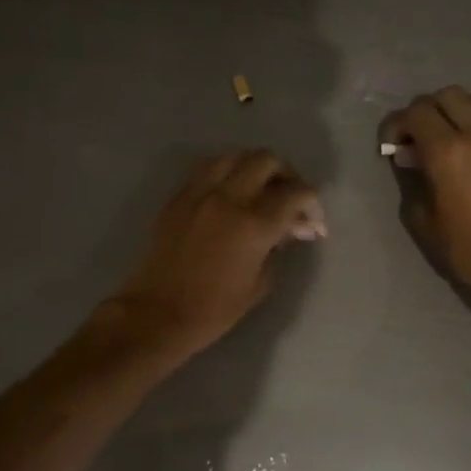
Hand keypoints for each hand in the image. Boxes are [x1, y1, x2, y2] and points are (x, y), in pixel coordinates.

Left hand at [106, 150, 325, 360]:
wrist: (158, 313)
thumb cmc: (214, 309)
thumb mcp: (259, 283)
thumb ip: (278, 247)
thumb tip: (289, 228)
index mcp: (254, 224)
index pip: (296, 193)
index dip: (312, 203)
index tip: (313, 221)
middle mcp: (228, 198)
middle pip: (266, 160)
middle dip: (286, 175)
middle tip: (289, 198)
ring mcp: (199, 193)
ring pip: (234, 156)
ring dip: (254, 167)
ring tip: (260, 189)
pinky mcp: (178, 197)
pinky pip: (207, 169)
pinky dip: (226, 173)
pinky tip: (230, 194)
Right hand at [381, 87, 470, 307]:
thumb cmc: (470, 248)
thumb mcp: (425, 221)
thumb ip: (415, 181)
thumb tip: (414, 161)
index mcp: (447, 152)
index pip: (415, 113)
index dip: (396, 124)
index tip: (392, 145)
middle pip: (445, 95)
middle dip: (425, 111)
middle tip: (418, 138)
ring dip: (457, 109)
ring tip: (451, 135)